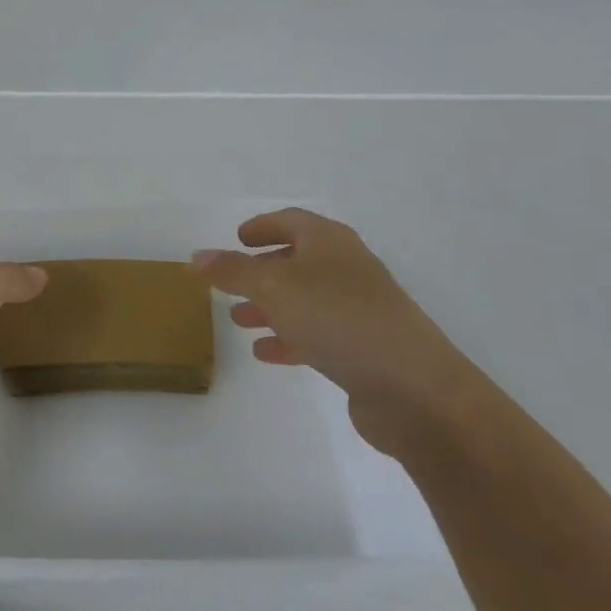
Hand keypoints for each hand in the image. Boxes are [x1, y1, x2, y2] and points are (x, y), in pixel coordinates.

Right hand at [192, 209, 478, 455]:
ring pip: (305, 300)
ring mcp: (360, 310)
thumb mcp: (273, 287)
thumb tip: (196, 256)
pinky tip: (266, 353)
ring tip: (238, 320)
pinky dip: (290, 338)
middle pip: (297, 261)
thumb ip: (232, 271)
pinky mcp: (366, 349)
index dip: (262, 226)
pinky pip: (318, 334)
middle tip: (229, 284)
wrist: (414, 389)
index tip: (237, 238)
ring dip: (270, 307)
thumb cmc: (338, 319)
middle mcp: (347, 269)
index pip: (291, 221)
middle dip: (260, 272)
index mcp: (330, 242)